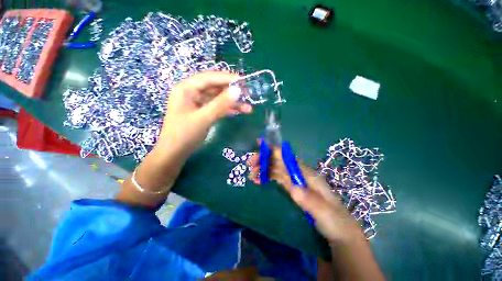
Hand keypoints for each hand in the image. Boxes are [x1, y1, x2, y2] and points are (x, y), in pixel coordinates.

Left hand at [159, 71, 251, 152]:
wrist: (175, 153)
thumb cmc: (184, 134)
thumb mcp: (203, 118)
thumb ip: (220, 104)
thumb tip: (238, 90)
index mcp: (186, 89)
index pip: (209, 78)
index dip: (226, 78)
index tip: (243, 81)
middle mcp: (192, 93)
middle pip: (215, 88)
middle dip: (231, 92)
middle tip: (248, 94)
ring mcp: (198, 103)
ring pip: (218, 99)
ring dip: (232, 103)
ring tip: (248, 108)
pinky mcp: (202, 112)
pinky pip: (216, 107)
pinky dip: (227, 110)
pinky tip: (238, 112)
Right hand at [247, 146, 362, 244]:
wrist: (341, 236)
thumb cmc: (336, 223)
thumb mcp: (325, 213)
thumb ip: (311, 201)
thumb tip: (293, 188)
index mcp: (308, 175)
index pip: (289, 158)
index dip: (275, 150)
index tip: (260, 144)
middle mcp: (301, 175)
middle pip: (280, 162)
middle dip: (265, 160)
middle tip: (250, 164)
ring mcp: (296, 183)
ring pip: (277, 170)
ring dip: (264, 169)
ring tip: (251, 175)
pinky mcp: (293, 191)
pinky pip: (277, 180)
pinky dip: (267, 178)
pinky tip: (259, 181)